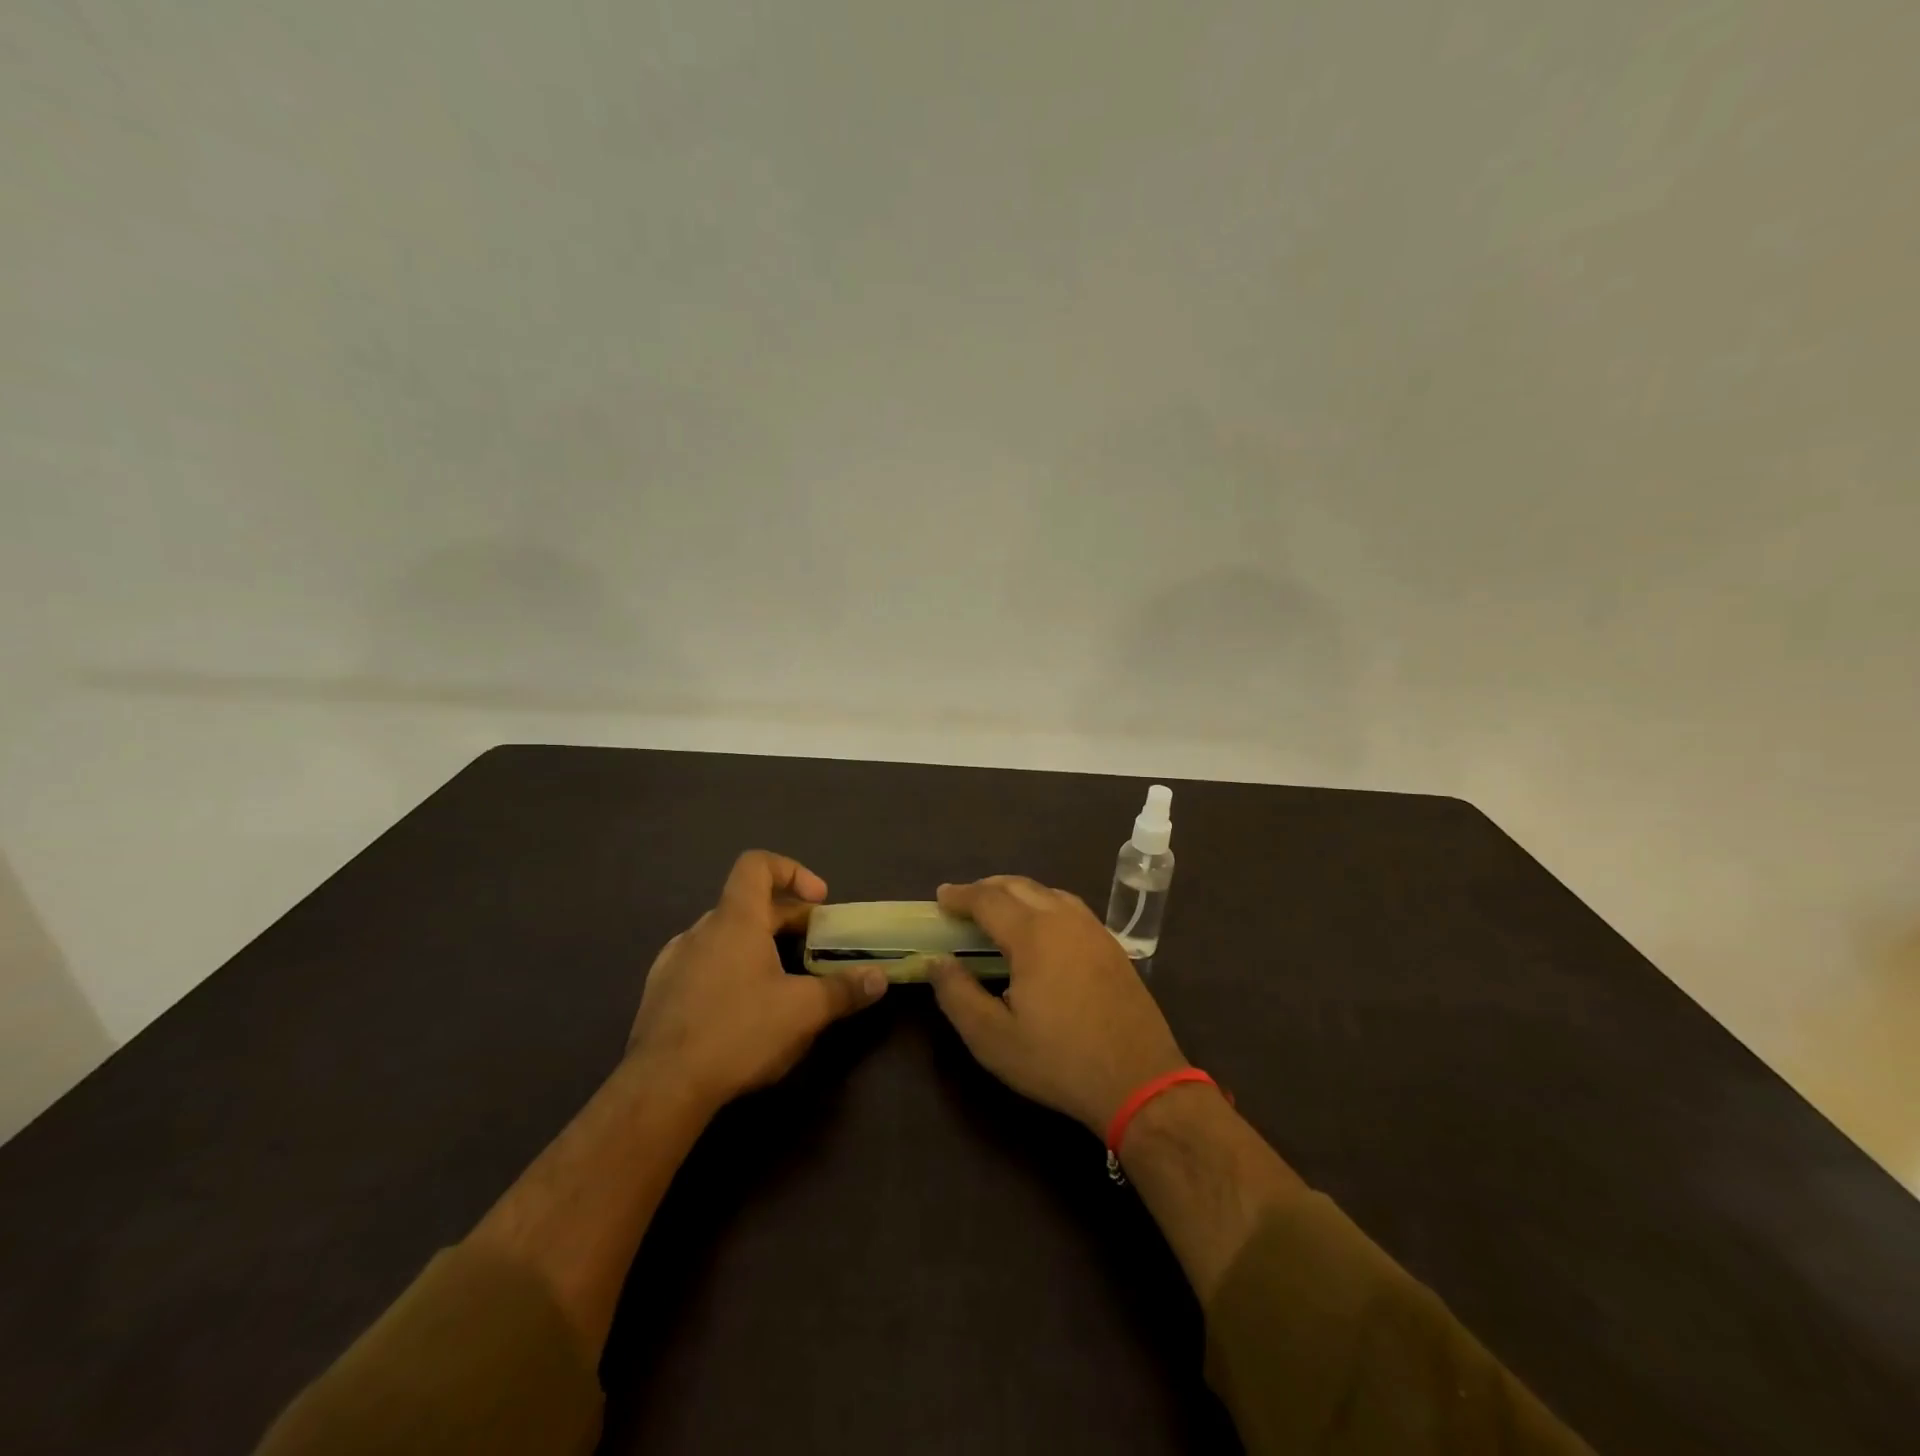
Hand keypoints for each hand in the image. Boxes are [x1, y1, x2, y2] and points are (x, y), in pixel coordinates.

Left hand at [627, 851, 886, 1111]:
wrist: (661, 1089)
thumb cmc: (738, 1032)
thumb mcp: (803, 1012)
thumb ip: (844, 990)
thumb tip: (879, 978)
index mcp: (735, 919)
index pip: (757, 865)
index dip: (792, 871)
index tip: (818, 901)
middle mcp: (701, 930)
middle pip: (748, 904)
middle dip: (788, 920)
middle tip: (817, 947)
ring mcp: (674, 961)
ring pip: (725, 936)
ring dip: (758, 946)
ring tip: (782, 980)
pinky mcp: (660, 994)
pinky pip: (702, 965)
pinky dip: (730, 971)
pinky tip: (742, 1010)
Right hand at [928, 876, 1187, 1134]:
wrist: (1139, 1079)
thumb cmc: (1059, 1060)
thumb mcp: (993, 1038)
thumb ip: (957, 994)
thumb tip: (936, 960)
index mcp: (1033, 935)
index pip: (988, 900)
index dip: (960, 895)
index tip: (940, 897)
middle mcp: (1064, 919)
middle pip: (1019, 886)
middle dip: (986, 888)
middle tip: (963, 902)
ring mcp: (1093, 929)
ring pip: (1048, 892)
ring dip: (1017, 892)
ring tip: (998, 909)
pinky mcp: (1111, 945)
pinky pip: (1069, 907)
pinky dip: (1044, 903)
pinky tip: (1040, 927)